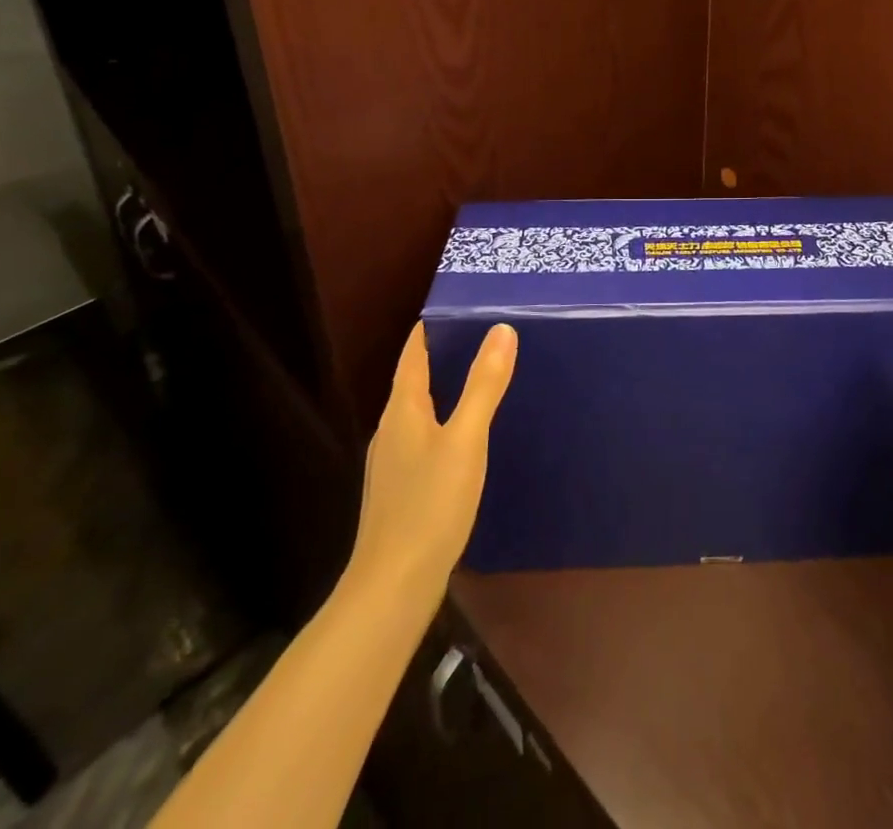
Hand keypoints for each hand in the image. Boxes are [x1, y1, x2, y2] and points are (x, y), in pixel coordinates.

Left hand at [348, 321, 517, 594]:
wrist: (392, 588)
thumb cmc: (429, 505)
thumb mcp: (465, 440)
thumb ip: (484, 386)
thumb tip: (501, 330)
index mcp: (402, 410)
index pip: (413, 354)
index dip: (429, 328)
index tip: (455, 304)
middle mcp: (391, 430)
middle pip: (413, 381)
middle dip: (441, 355)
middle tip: (481, 334)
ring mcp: (391, 463)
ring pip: (418, 412)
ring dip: (442, 390)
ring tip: (478, 378)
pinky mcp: (399, 490)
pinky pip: (422, 439)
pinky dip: (442, 423)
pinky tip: (464, 438)